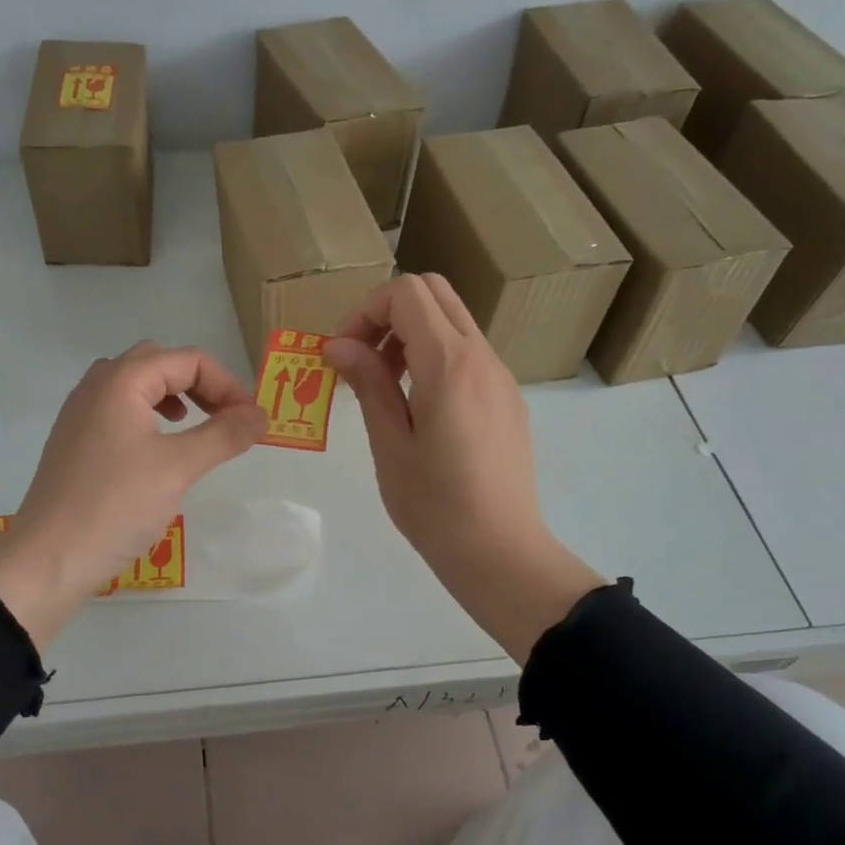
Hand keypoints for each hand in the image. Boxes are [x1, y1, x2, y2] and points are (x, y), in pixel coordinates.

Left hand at [0, 342, 266, 648]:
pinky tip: (158, 450)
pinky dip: (149, 416)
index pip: (187, 360)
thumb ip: (224, 435)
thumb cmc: (115, 506)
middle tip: (226, 417)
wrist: (48, 559)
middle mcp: (96, 386)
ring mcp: (80, 414)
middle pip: (158, 363)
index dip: (226, 384)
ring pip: (135, 385)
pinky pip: (118, 411)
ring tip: (194, 426)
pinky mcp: (74, 442)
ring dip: (173, 397)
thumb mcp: (178, 467)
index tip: (250, 420)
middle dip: (200, 384)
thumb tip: (261, 415)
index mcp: (120, 381)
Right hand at [325, 274, 606, 663]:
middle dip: (387, 313)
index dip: (364, 312)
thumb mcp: (390, 444)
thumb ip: (368, 384)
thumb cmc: (434, 505)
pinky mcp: (507, 399)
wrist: (500, 551)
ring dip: (410, 335)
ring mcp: (500, 377)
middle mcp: (482, 357)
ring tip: (383, 388)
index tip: (342, 355)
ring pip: (453, 321)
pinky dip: (433, 357)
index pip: (406, 294)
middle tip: (360, 360)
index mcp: (449, 364)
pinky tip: (417, 408)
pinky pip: (467, 353)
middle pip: (434, 292)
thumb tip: (338, 345)